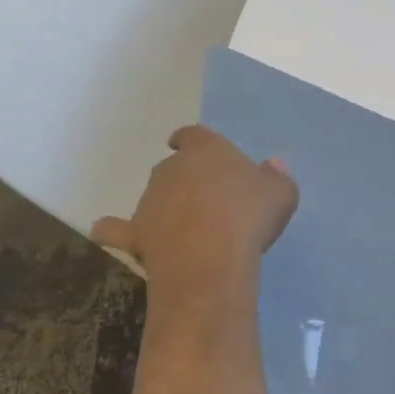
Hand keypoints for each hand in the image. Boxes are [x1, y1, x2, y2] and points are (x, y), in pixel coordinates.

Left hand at [93, 126, 297, 285]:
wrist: (211, 258)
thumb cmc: (249, 216)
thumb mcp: (281, 194)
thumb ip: (276, 176)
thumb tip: (273, 165)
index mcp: (206, 150)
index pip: (194, 135)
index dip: (192, 140)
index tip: (188, 144)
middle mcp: (171, 168)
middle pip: (173, 167)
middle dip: (185, 178)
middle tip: (206, 198)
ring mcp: (148, 201)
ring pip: (153, 197)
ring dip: (165, 206)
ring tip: (186, 229)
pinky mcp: (135, 234)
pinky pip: (117, 230)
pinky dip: (114, 231)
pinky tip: (113, 236)